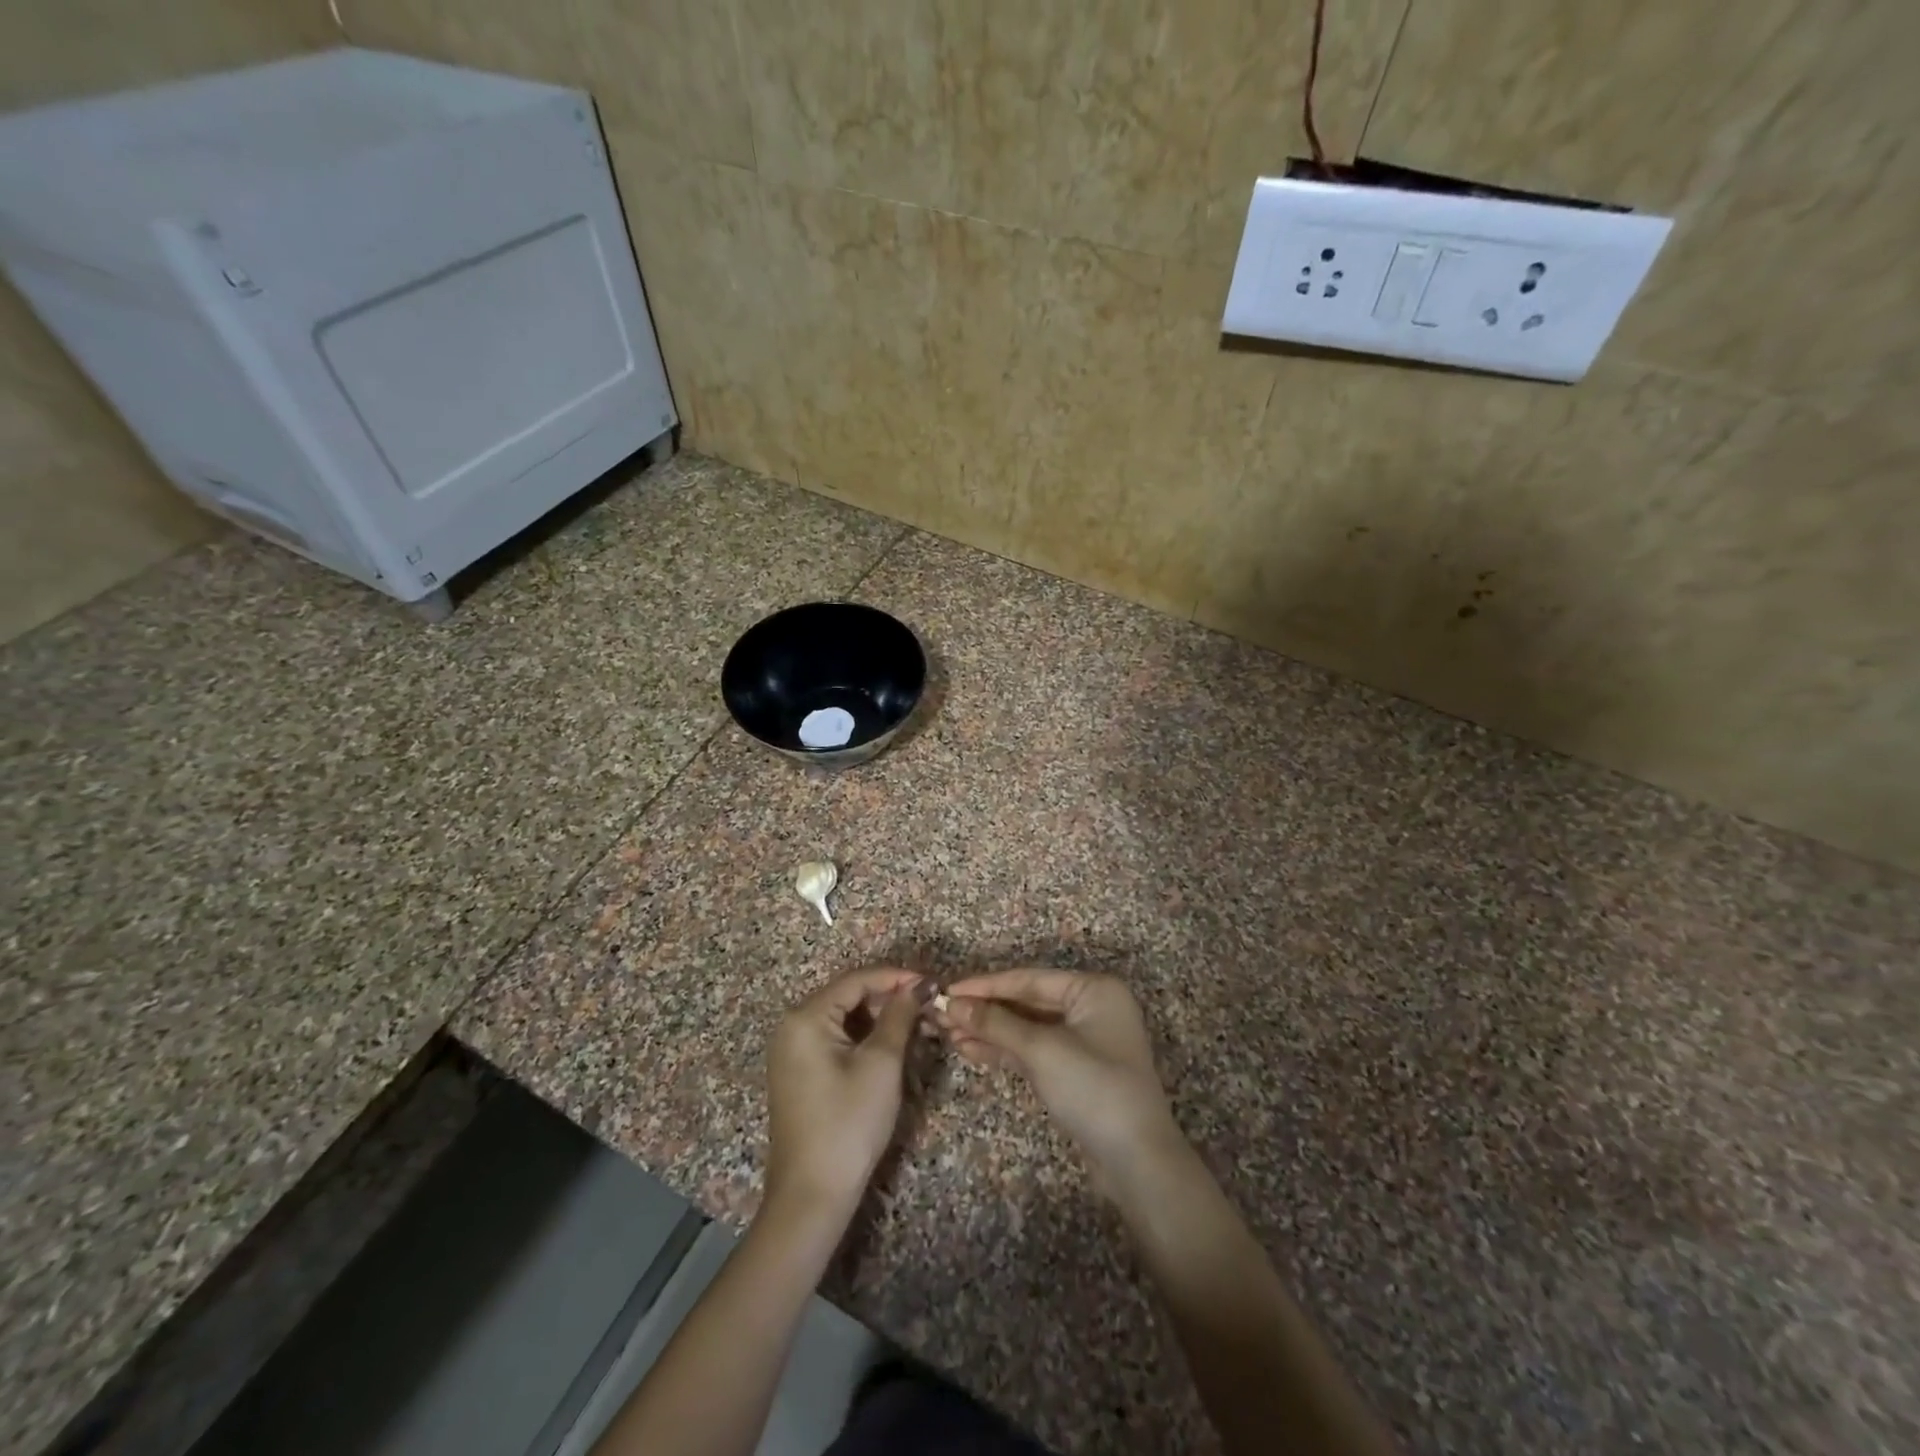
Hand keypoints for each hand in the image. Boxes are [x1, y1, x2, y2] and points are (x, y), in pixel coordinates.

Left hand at [764, 968, 923, 1222]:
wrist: (812, 1196)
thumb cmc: (848, 1123)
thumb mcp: (881, 1063)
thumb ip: (900, 1015)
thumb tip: (920, 984)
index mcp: (806, 1017)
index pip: (857, 980)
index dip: (897, 977)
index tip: (933, 983)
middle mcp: (793, 1026)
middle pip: (849, 996)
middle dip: (891, 998)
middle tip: (930, 1006)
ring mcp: (794, 1051)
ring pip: (846, 1019)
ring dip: (882, 1019)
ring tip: (919, 1025)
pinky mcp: (802, 1073)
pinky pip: (837, 1040)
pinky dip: (866, 1039)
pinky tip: (894, 1046)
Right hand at [939, 971, 1178, 1176]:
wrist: (1137, 1162)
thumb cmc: (1094, 1090)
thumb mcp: (1042, 1051)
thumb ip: (995, 1024)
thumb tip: (951, 1003)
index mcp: (1094, 989)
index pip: (1029, 979)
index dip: (986, 985)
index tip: (948, 991)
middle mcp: (1091, 1007)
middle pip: (1028, 1001)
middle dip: (986, 1010)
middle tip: (942, 1015)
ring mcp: (1085, 1039)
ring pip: (1028, 1027)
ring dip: (990, 1031)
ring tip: (949, 1035)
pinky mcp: (1076, 1069)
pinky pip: (1035, 1049)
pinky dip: (1005, 1050)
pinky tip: (971, 1051)